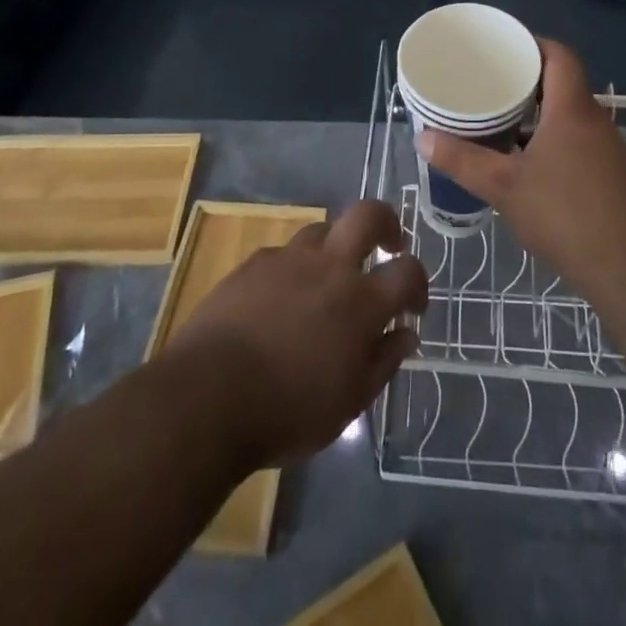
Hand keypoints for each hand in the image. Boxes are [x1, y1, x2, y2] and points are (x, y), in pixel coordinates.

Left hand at [165, 201, 425, 467]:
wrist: (207, 397)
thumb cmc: (287, 411)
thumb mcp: (348, 404)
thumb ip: (383, 362)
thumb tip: (405, 334)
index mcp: (361, 301)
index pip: (408, 271)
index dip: (418, 284)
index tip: (413, 306)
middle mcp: (330, 266)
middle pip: (368, 215)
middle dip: (386, 222)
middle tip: (388, 244)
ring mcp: (289, 258)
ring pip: (323, 230)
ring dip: (335, 247)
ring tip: (328, 279)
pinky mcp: (254, 263)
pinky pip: (284, 253)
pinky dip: (294, 269)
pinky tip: (281, 298)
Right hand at [418, 38, 625, 299]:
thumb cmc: (565, 215)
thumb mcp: (504, 187)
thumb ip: (462, 160)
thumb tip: (422, 138)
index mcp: (572, 108)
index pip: (559, 55)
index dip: (533, 43)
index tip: (503, 47)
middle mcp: (595, 119)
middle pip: (563, 84)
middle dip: (527, 81)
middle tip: (490, 84)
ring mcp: (608, 149)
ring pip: (570, 116)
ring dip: (540, 115)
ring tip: (502, 120)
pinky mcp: (613, 176)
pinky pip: (579, 142)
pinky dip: (553, 141)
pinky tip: (529, 164)